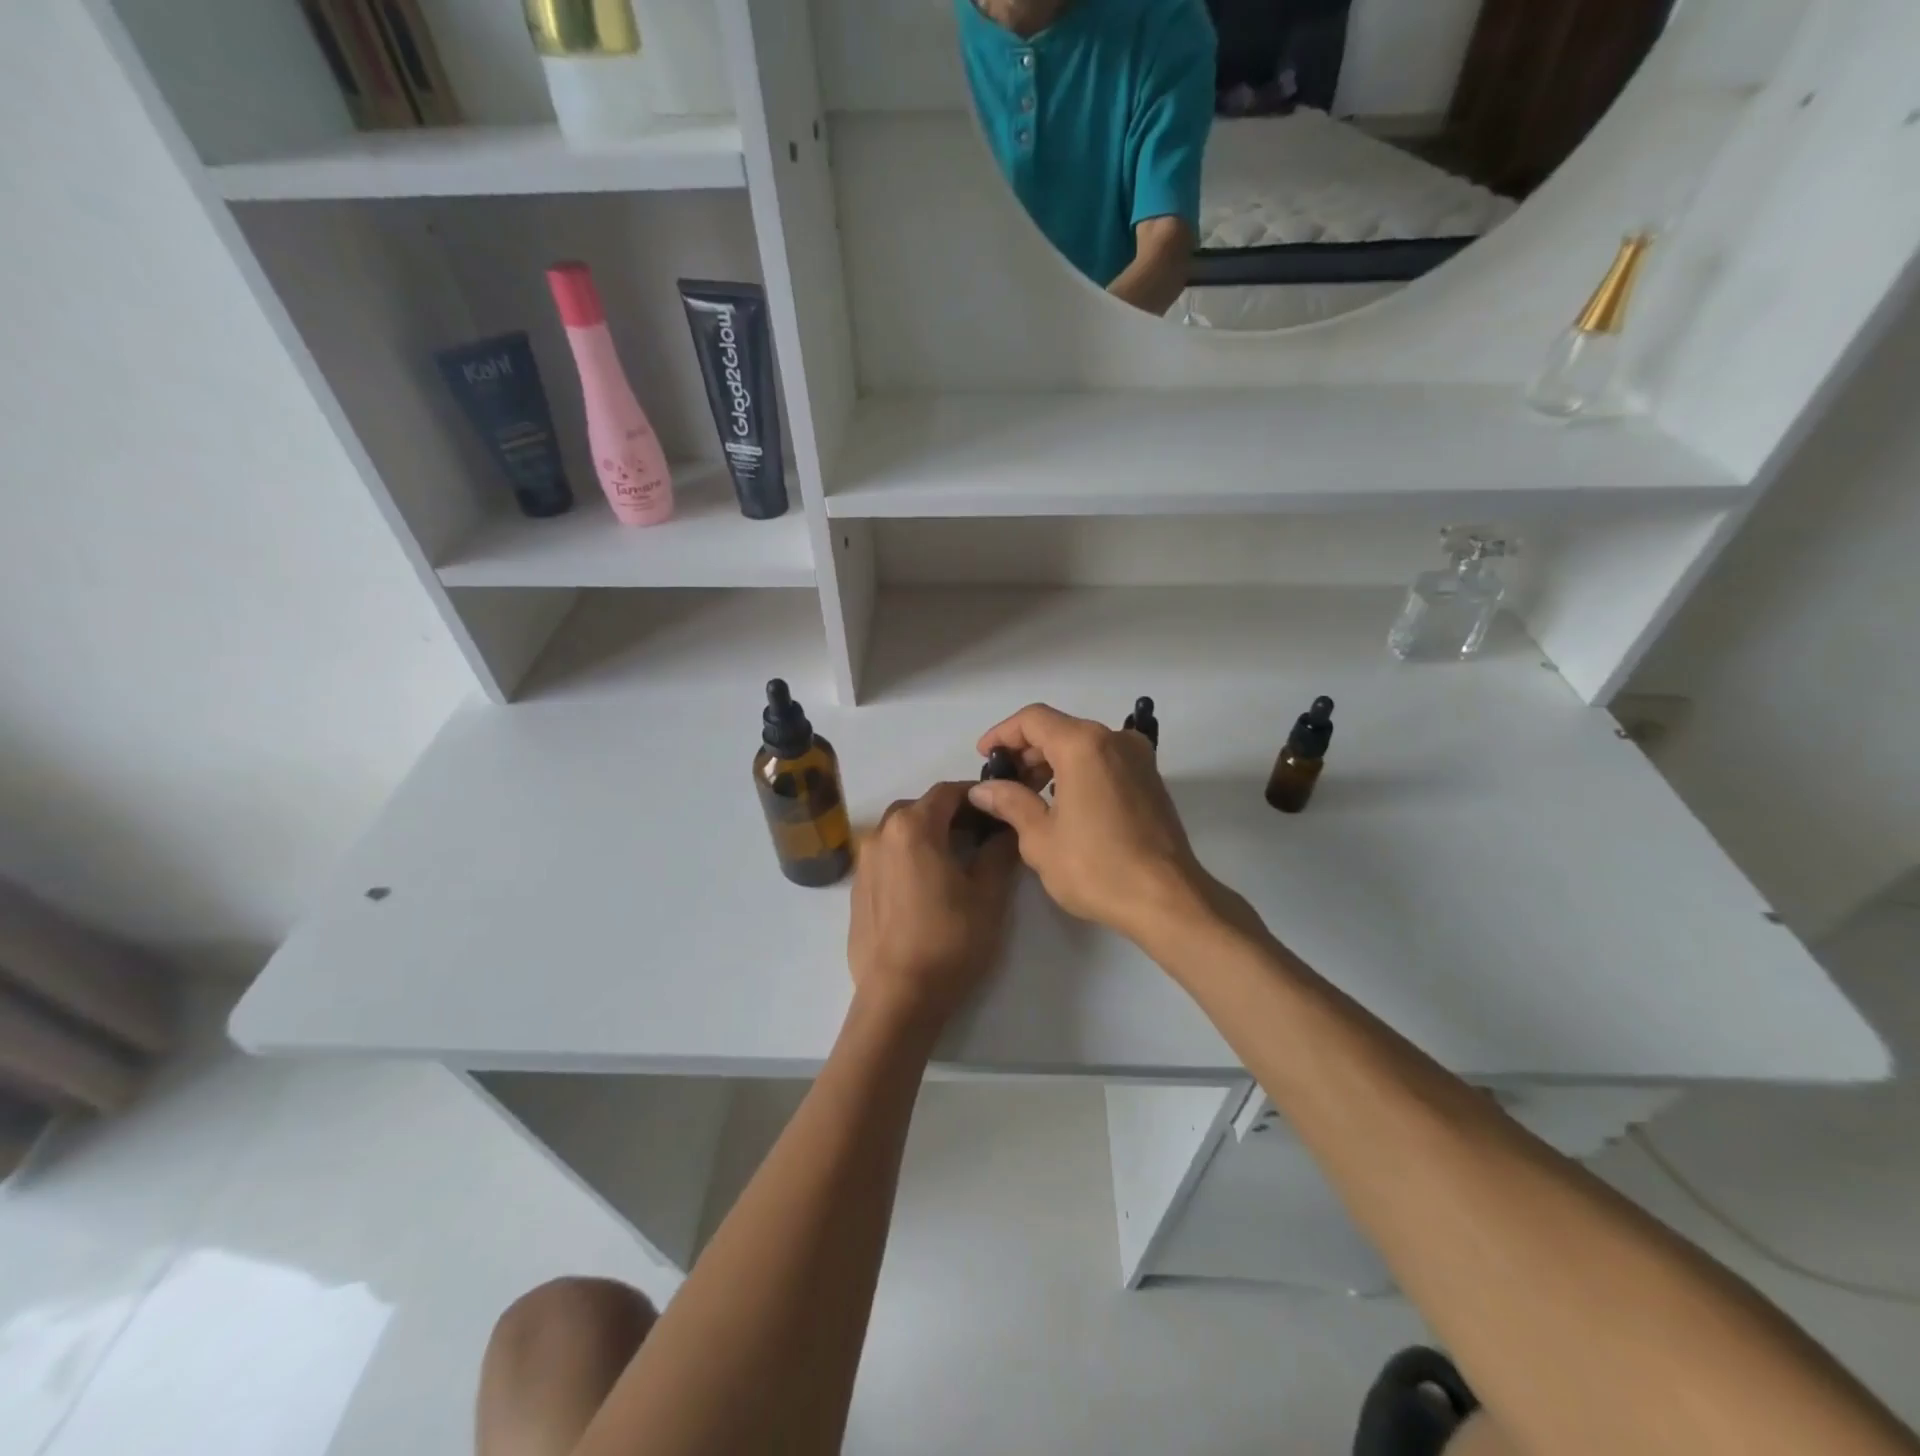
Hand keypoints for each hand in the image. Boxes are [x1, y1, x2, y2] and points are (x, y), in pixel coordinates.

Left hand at [847, 781, 1019, 1033]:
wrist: (898, 996)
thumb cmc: (949, 940)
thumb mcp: (987, 896)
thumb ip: (998, 853)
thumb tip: (1006, 831)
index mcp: (913, 827)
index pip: (948, 792)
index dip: (977, 795)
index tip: (1000, 808)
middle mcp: (881, 834)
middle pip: (921, 808)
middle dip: (952, 814)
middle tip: (982, 834)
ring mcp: (863, 862)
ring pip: (900, 832)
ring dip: (928, 835)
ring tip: (956, 860)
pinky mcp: (856, 889)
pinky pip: (886, 857)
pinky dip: (908, 857)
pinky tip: (927, 885)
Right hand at [967, 704, 1210, 941]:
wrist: (1166, 899)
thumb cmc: (1096, 867)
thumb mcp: (1040, 838)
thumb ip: (1010, 802)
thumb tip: (983, 789)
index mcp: (1084, 745)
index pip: (1033, 720)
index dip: (1002, 733)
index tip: (984, 757)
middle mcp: (1114, 740)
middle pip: (1060, 728)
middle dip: (1026, 751)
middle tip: (1002, 782)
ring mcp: (1138, 758)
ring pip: (1083, 744)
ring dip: (1052, 762)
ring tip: (1028, 795)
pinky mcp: (1151, 779)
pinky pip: (1104, 760)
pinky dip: (1078, 770)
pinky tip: (1063, 802)